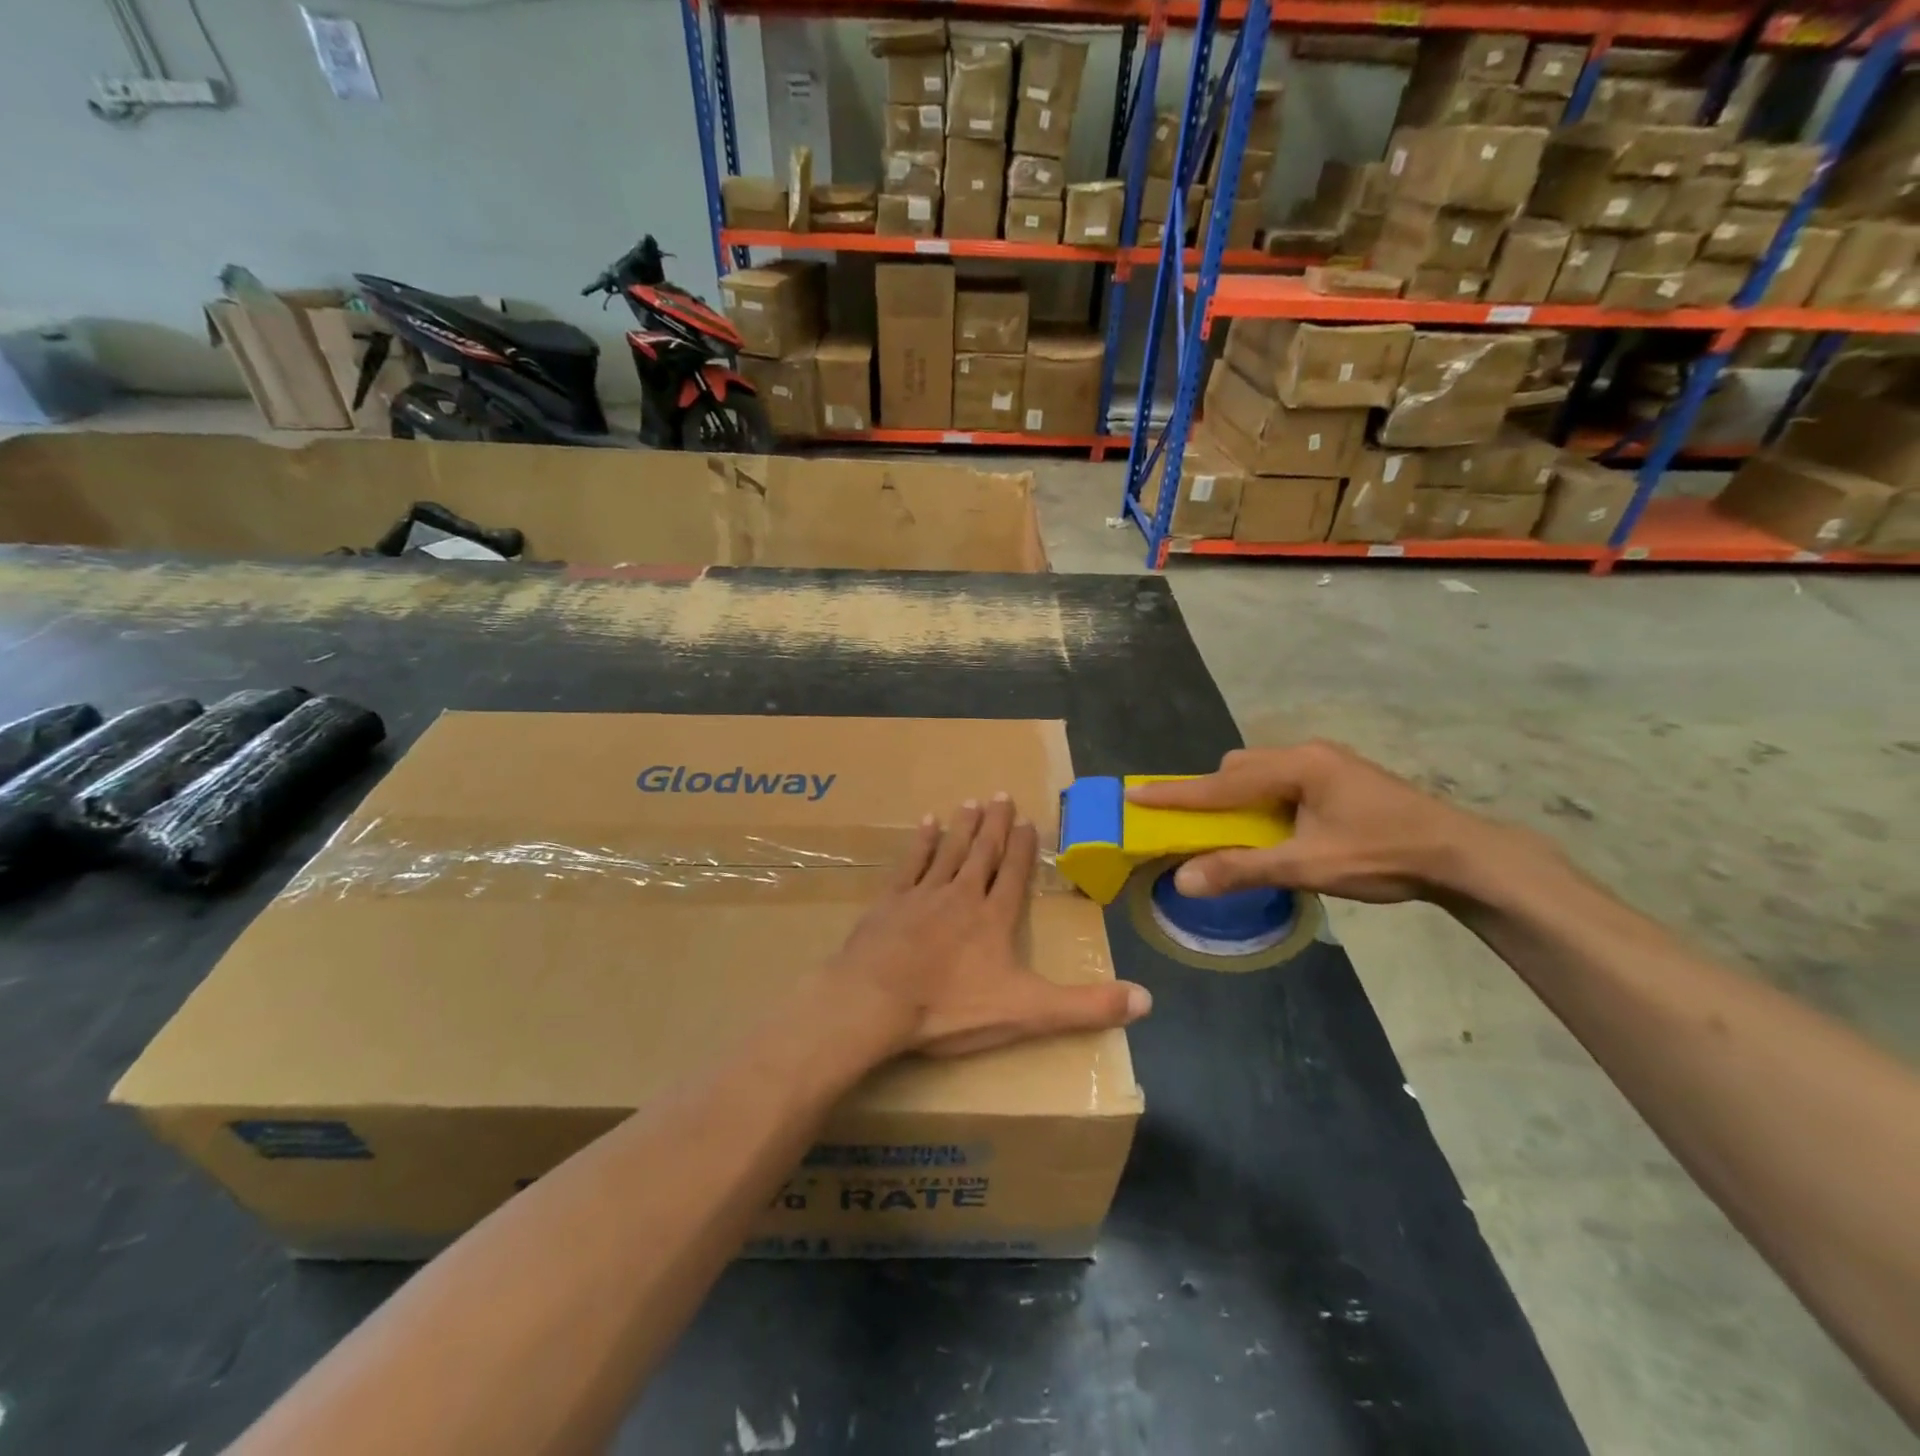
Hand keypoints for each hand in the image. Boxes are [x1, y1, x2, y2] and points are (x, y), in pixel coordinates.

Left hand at [825, 794, 1152, 1057]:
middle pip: (982, 852)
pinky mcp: (889, 901)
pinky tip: (926, 823)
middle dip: (994, 824)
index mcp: (994, 918)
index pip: (1014, 874)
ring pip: (949, 851)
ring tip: (970, 801)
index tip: (1027, 820)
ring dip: (962, 826)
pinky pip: (910, 863)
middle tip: (1001, 795)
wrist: (875, 1003)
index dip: (1022, 847)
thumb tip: (1147, 999)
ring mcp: (923, 894)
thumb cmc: (951, 1008)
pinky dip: (921, 842)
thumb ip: (1085, 1006)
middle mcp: (961, 895)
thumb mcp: (1027, 1012)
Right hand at [1125, 742, 1538, 903]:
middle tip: (1197, 826)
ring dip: (1240, 797)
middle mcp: (1307, 754)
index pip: (1221, 781)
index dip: (1176, 793)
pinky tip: (1277, 827)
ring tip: (1238, 832)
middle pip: (1239, 767)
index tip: (1135, 793)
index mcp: (1297, 767)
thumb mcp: (1309, 867)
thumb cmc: (1383, 856)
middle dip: (1212, 793)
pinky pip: (1283, 780)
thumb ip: (1243, 869)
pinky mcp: (1340, 777)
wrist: (1462, 855)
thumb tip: (1184, 880)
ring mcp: (1327, 762)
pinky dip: (1264, 800)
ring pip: (1262, 771)